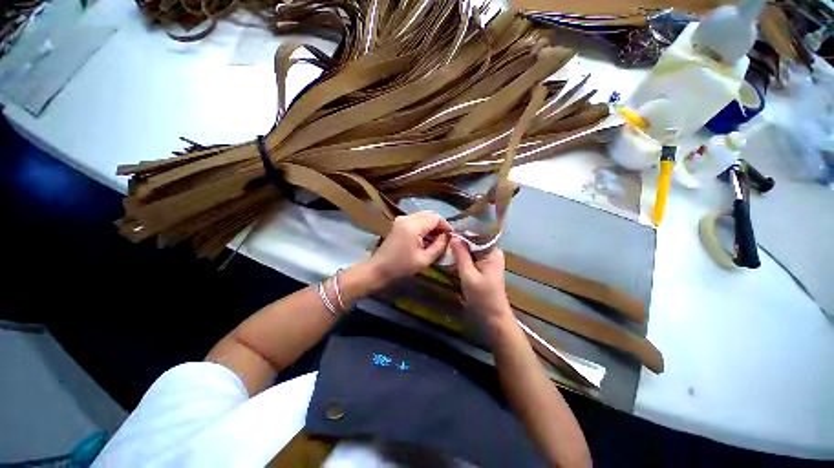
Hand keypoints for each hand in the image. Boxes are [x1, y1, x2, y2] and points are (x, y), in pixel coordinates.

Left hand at [368, 211, 451, 285]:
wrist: (378, 269)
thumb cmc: (401, 267)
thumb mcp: (424, 259)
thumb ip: (439, 246)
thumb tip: (448, 236)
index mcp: (413, 226)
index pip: (436, 217)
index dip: (446, 225)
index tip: (451, 237)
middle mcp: (406, 218)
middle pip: (430, 214)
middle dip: (439, 225)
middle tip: (445, 239)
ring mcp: (401, 219)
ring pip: (423, 216)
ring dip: (431, 226)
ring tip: (437, 241)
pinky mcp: (398, 223)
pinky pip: (416, 220)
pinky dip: (424, 227)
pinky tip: (426, 239)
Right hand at [450, 238, 512, 326]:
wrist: (493, 318)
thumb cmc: (482, 296)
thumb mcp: (469, 275)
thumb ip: (461, 255)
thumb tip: (453, 236)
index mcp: (492, 252)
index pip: (477, 234)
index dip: (463, 231)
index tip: (447, 231)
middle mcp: (491, 253)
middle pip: (473, 241)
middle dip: (459, 240)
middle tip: (442, 239)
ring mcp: (487, 260)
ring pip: (471, 249)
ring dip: (459, 249)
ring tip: (443, 245)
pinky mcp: (482, 268)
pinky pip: (470, 257)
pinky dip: (461, 257)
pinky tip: (450, 257)